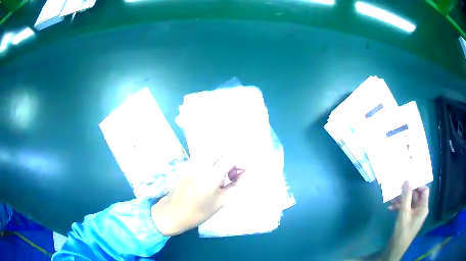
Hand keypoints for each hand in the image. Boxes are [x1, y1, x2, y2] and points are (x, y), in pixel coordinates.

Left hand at [151, 155, 244, 235]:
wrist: (170, 213)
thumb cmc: (197, 213)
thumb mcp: (221, 203)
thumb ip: (236, 187)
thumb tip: (244, 175)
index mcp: (210, 176)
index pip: (231, 157)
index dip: (241, 163)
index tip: (243, 174)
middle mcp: (200, 164)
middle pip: (221, 150)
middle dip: (231, 159)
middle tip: (232, 175)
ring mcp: (191, 163)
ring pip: (212, 152)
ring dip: (221, 160)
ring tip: (222, 177)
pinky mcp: (186, 165)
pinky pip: (203, 158)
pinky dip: (212, 162)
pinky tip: (210, 178)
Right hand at [382, 181, 429, 260]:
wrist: (396, 248)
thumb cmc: (402, 231)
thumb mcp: (404, 213)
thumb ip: (406, 196)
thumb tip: (407, 180)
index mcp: (423, 207)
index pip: (424, 190)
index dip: (417, 185)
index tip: (407, 183)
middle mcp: (421, 209)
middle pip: (416, 195)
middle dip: (406, 193)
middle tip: (395, 191)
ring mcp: (415, 215)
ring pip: (410, 202)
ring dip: (401, 200)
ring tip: (391, 201)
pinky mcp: (409, 219)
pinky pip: (406, 209)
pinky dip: (399, 207)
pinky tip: (391, 208)